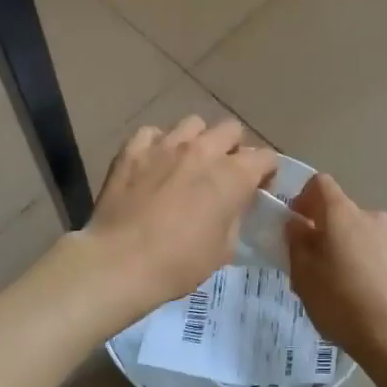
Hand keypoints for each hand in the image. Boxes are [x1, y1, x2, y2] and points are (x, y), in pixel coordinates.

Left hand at [83, 117, 278, 313]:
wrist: (120, 262)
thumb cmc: (179, 263)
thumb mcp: (223, 249)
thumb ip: (235, 217)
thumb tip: (233, 205)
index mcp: (233, 176)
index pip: (266, 157)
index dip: (266, 172)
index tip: (258, 188)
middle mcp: (203, 150)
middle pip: (231, 129)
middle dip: (233, 148)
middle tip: (224, 173)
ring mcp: (165, 145)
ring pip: (193, 123)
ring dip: (198, 140)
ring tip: (188, 163)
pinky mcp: (132, 150)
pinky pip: (152, 133)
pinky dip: (158, 145)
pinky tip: (154, 164)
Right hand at [286, 174, 386, 376]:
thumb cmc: (342, 305)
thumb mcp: (303, 278)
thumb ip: (297, 244)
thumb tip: (297, 224)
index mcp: (343, 216)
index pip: (320, 184)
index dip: (306, 198)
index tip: (299, 224)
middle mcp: (376, 219)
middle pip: (348, 216)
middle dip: (334, 235)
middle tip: (323, 269)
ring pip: (374, 239)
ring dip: (361, 254)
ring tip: (355, 292)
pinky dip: (385, 273)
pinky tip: (382, 303)